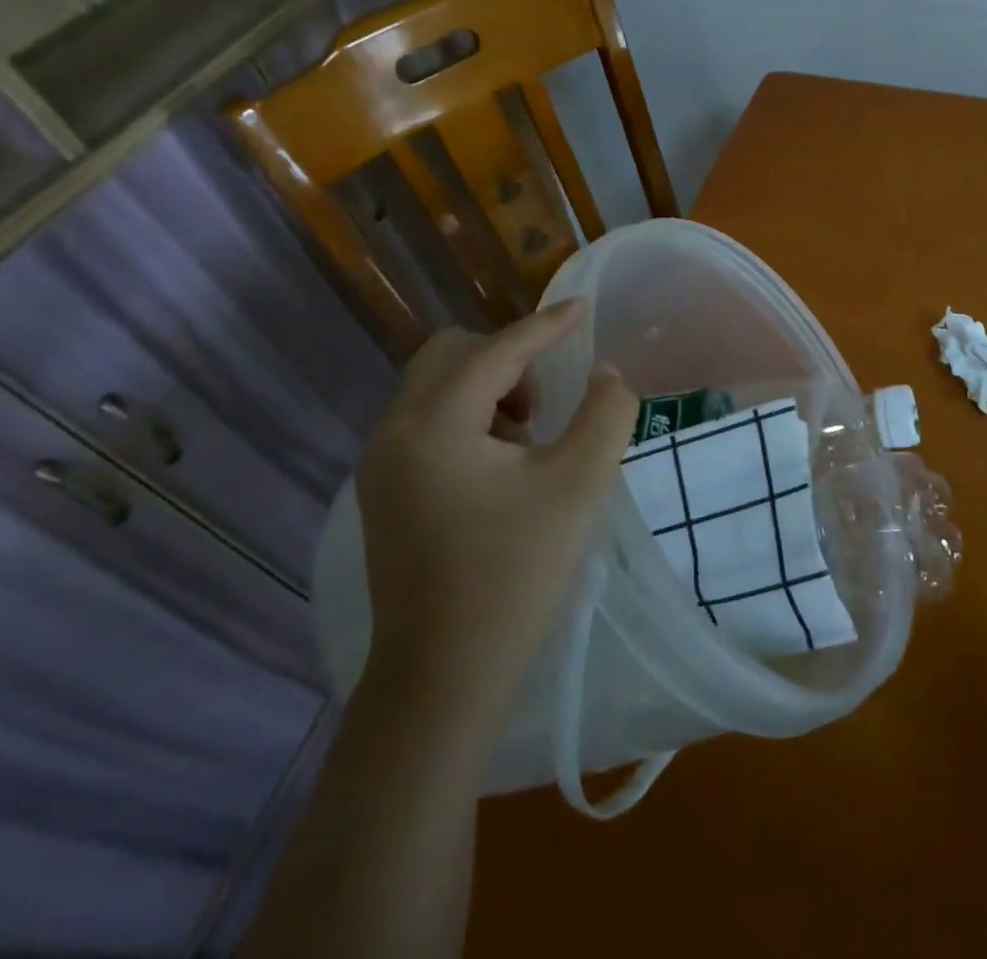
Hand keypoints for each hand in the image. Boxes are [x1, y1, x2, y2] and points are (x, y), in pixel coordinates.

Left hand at [354, 302, 636, 709]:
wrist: (444, 679)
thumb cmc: (516, 573)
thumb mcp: (580, 483)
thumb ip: (605, 412)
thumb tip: (605, 374)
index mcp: (435, 424)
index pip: (497, 350)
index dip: (546, 325)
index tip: (582, 306)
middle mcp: (394, 433)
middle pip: (449, 355)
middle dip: (506, 356)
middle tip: (549, 396)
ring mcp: (381, 467)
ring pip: (434, 388)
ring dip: (487, 387)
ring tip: (530, 435)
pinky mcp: (385, 496)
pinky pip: (426, 423)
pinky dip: (467, 418)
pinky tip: (502, 465)